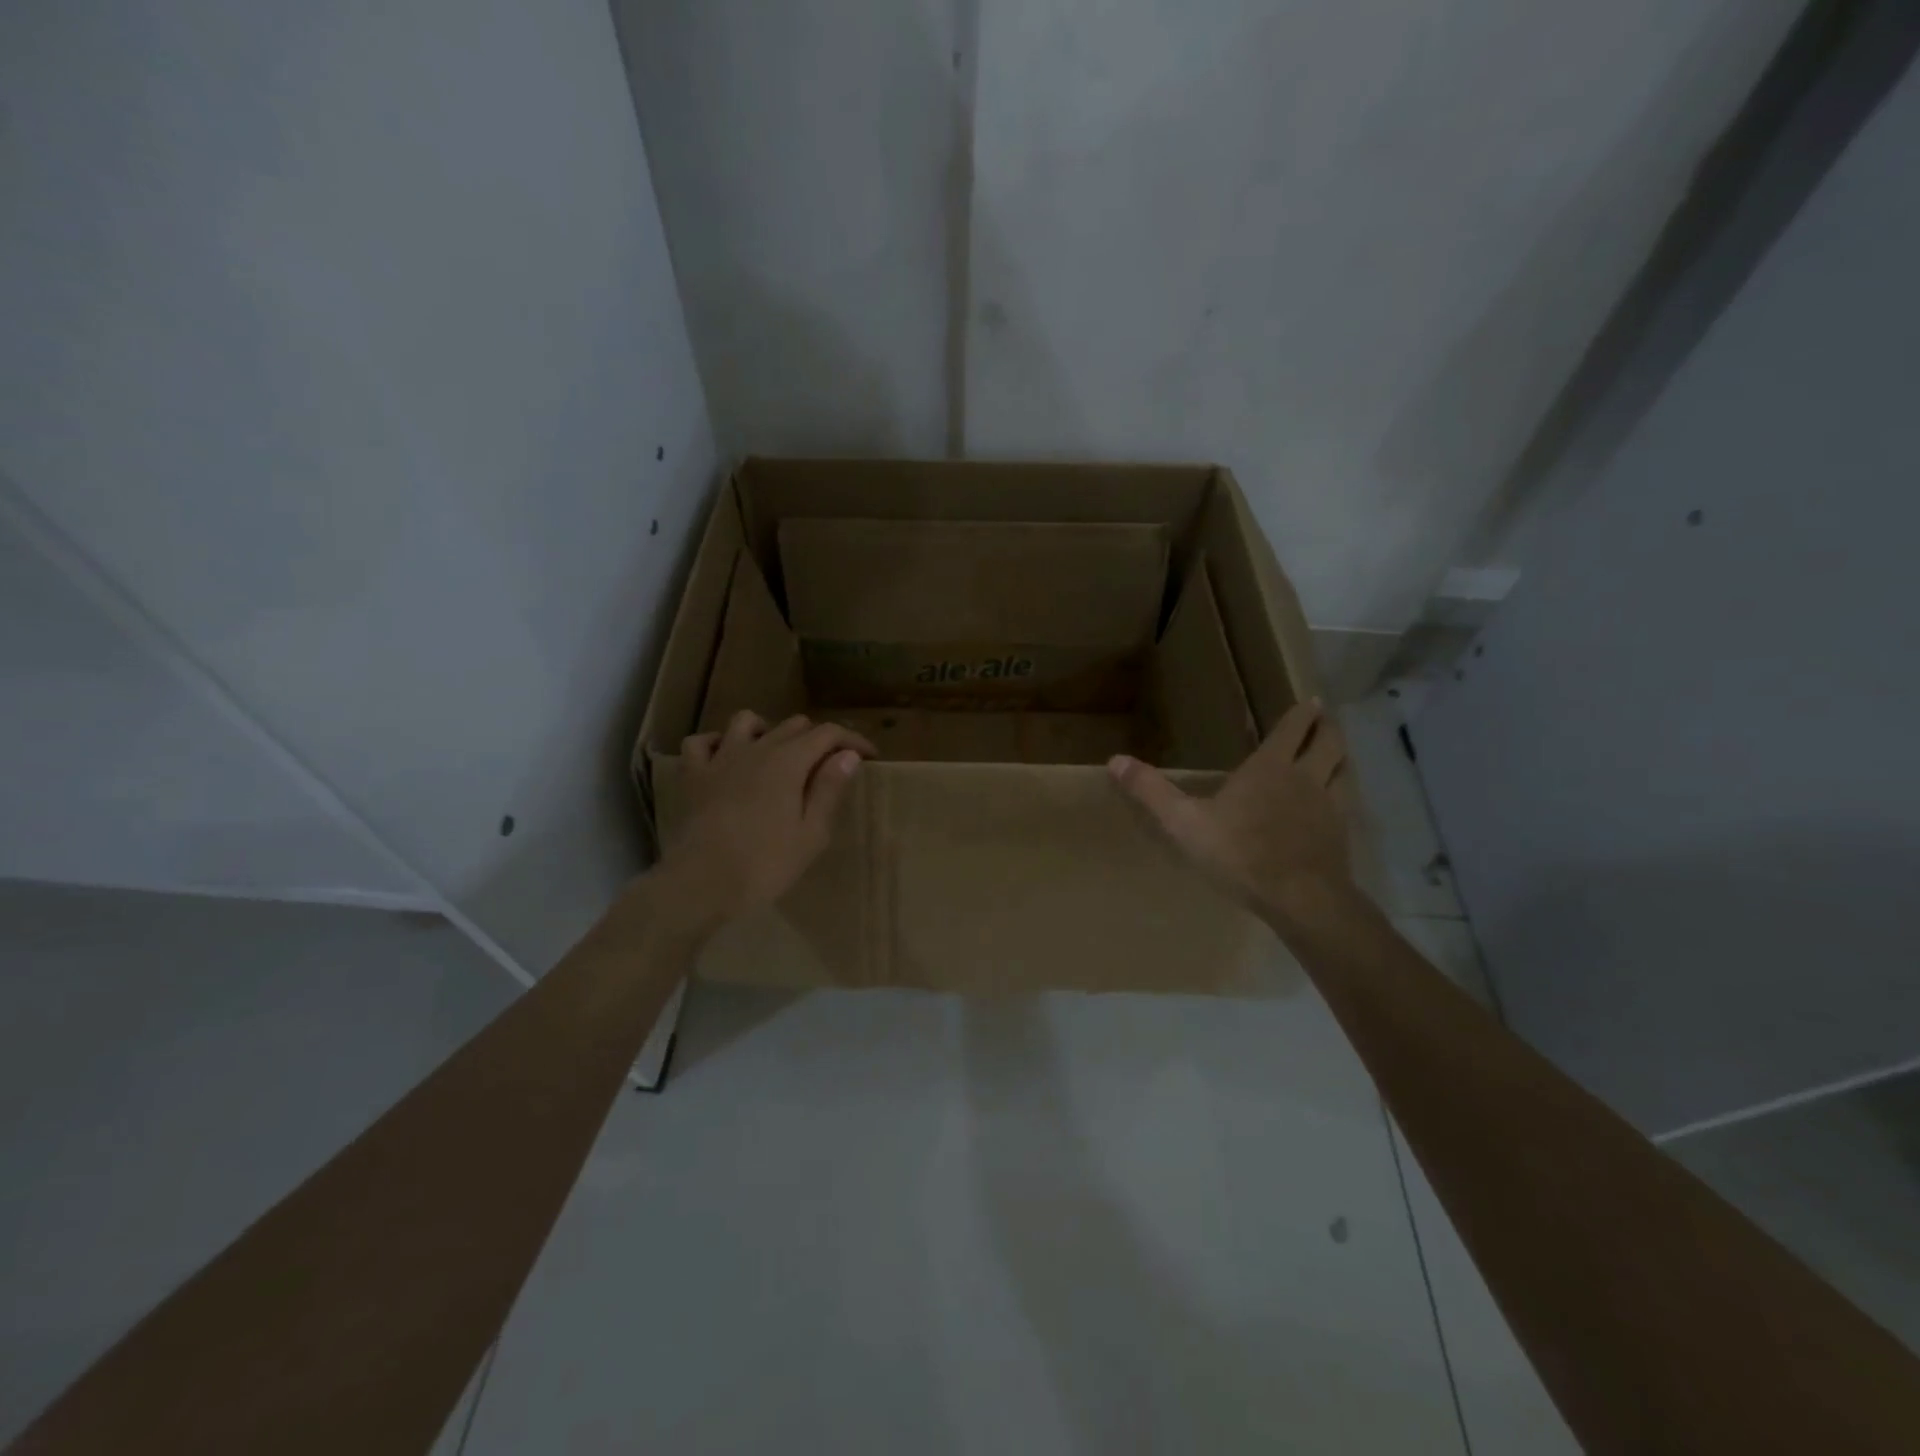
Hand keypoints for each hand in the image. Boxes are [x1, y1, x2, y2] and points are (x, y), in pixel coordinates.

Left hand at [660, 711, 876, 928]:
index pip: (828, 734)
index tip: (869, 756)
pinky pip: (701, 742)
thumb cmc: (765, 863)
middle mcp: (757, 749)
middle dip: (817, 738)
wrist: (701, 882)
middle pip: (793, 725)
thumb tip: (848, 755)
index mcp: (789, 761)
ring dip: (767, 730)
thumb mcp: (811, 833)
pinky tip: (725, 757)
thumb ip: (828, 789)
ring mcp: (720, 758)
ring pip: (746, 721)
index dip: (852, 741)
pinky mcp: (693, 775)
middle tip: (828, 765)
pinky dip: (716, 743)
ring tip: (776, 753)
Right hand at [1108, 700, 1352, 921]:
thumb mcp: (1184, 822)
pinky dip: (1341, 793)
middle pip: (1329, 742)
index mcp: (1270, 767)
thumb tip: (1115, 760)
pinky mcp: (1340, 835)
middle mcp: (1306, 778)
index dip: (1303, 713)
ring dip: (1340, 757)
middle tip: (1326, 720)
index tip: (1312, 701)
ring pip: (1344, 770)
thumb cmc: (1239, 853)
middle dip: (1328, 728)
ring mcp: (1329, 807)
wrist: (1299, 898)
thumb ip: (1151, 791)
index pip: (1293, 729)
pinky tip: (1332, 805)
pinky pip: (1345, 803)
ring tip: (1334, 755)